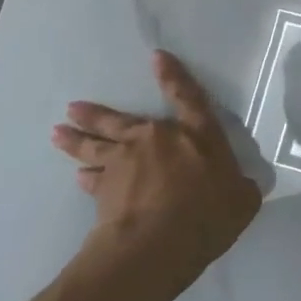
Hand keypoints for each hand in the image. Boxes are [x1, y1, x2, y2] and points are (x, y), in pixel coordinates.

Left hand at [51, 50, 262, 288]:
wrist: (158, 243)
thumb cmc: (207, 215)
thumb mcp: (242, 201)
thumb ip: (241, 188)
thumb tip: (241, 186)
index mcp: (197, 135)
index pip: (188, 98)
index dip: (174, 76)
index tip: (157, 57)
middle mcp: (157, 139)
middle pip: (121, 120)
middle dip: (97, 113)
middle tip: (73, 108)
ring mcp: (125, 161)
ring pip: (95, 145)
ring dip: (76, 139)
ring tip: (59, 133)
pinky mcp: (104, 188)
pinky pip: (93, 178)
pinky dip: (86, 177)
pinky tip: (78, 177)